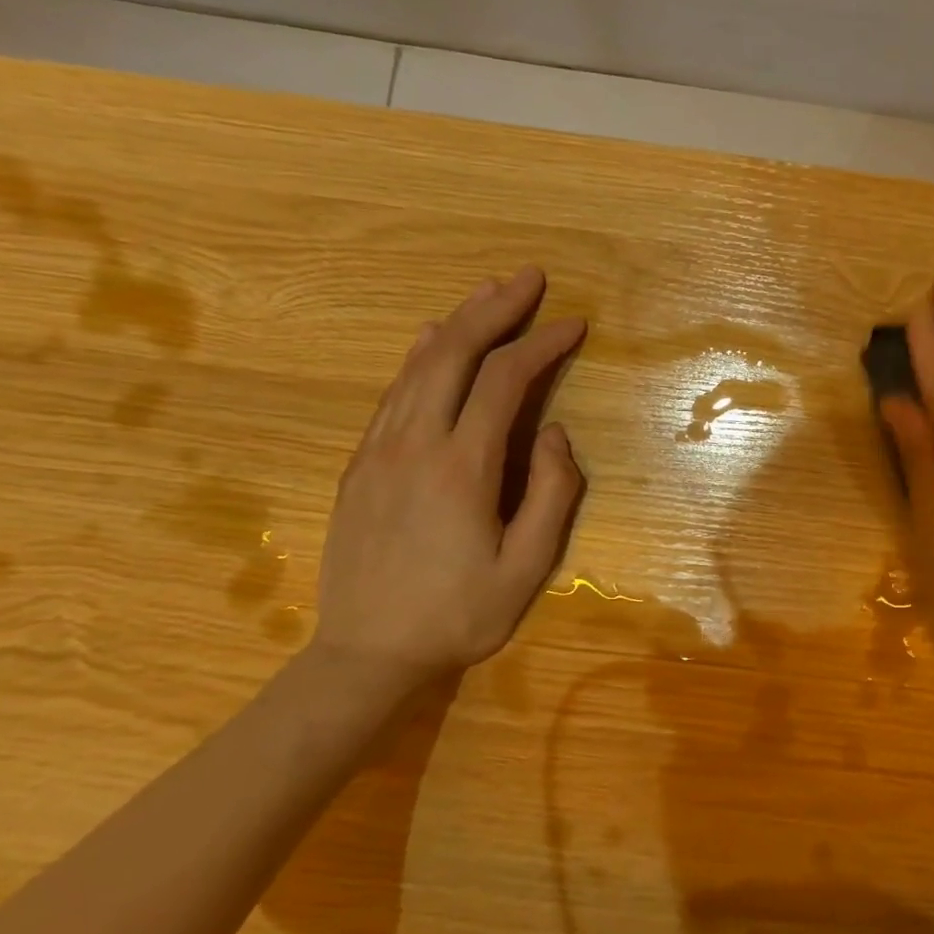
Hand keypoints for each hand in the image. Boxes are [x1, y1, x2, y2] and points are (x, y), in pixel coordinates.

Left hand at [310, 267, 585, 693]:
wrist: (365, 656)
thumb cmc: (458, 616)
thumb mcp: (527, 567)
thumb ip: (553, 494)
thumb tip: (556, 434)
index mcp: (462, 467)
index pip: (505, 381)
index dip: (542, 344)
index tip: (574, 324)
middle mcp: (414, 443)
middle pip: (453, 352)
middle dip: (494, 309)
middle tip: (528, 278)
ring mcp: (379, 450)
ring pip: (418, 365)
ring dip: (457, 322)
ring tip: (489, 294)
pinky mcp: (359, 464)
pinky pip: (394, 392)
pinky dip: (420, 357)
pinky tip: (431, 340)